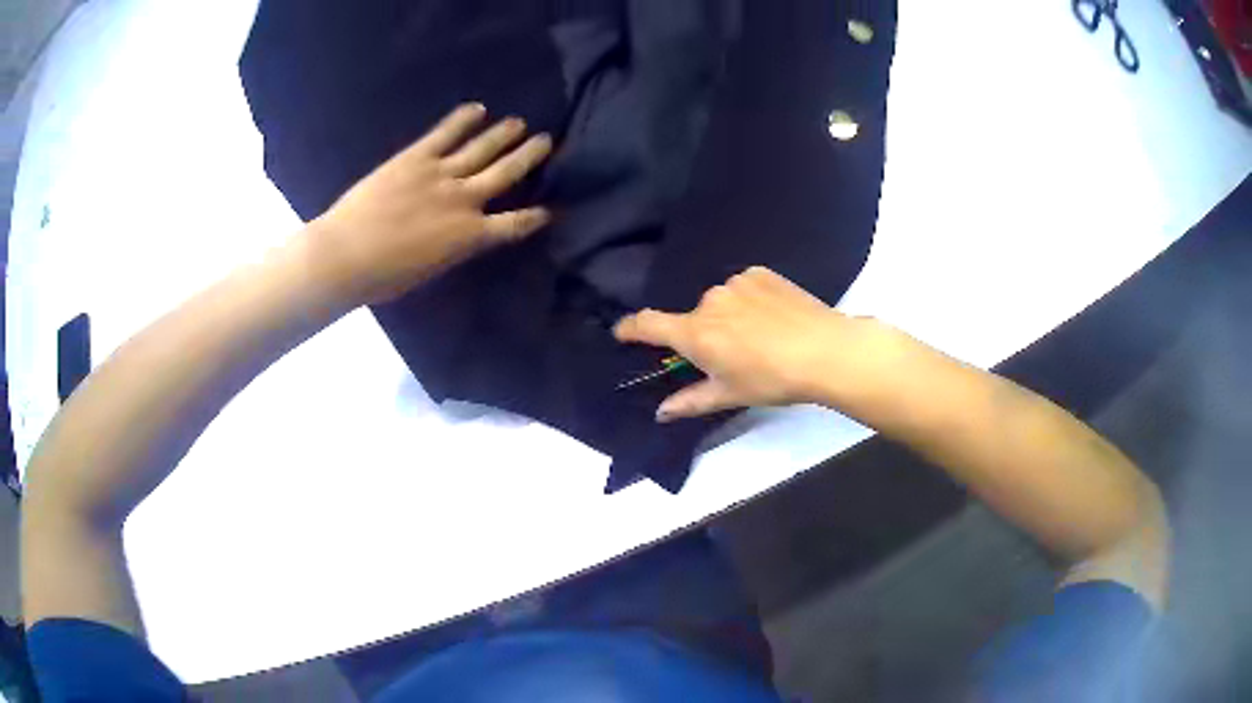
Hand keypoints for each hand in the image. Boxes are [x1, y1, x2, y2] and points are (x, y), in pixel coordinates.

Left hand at [307, 103, 553, 305]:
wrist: (346, 255)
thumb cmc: (383, 277)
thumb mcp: (430, 270)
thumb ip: (453, 248)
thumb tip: (462, 235)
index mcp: (469, 236)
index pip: (514, 225)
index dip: (534, 217)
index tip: (548, 210)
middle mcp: (464, 200)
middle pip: (506, 173)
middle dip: (529, 156)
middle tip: (546, 141)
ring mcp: (441, 174)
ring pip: (482, 149)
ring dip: (503, 134)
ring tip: (519, 123)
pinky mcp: (416, 158)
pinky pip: (446, 133)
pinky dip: (463, 119)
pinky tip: (478, 109)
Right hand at [614, 267, 893, 420]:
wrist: (825, 350)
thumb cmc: (773, 379)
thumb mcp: (730, 394)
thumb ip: (691, 401)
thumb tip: (661, 413)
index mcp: (696, 333)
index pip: (648, 324)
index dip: (630, 328)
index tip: (621, 332)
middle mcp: (709, 301)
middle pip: (693, 317)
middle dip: (702, 334)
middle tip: (730, 355)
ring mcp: (735, 283)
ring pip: (720, 301)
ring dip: (727, 316)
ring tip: (759, 336)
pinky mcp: (759, 273)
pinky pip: (742, 287)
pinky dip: (748, 301)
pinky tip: (772, 317)